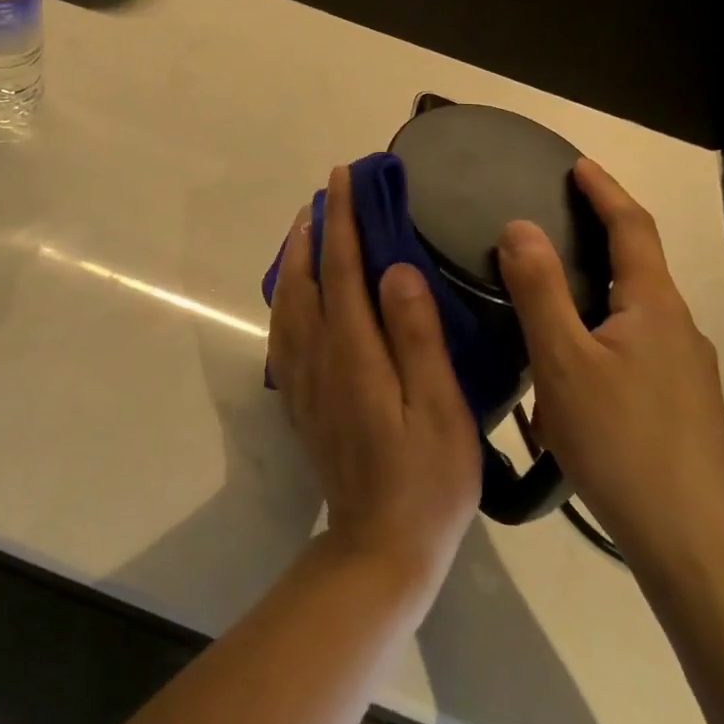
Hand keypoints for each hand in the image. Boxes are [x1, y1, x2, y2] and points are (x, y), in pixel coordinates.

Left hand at [268, 166, 481, 600]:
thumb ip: (415, 336)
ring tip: (308, 230)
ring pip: (289, 302)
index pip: (343, 268)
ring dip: (297, 259)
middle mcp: (320, 357)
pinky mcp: (303, 399)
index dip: (343, 219)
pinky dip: (286, 297)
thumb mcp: (439, 409)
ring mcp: (305, 380)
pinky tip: (296, 294)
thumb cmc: (427, 480)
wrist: (380, 545)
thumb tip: (394, 269)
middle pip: (308, 278)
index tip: (344, 178)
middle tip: (327, 194)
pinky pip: (284, 332)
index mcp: (355, 352)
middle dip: (315, 229)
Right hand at [497, 157, 723, 568]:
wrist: (691, 539)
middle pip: (633, 270)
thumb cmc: (621, 440)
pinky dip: (594, 347)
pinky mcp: (680, 406)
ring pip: (627, 319)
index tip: (576, 165)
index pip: (631, 227)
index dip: (603, 191)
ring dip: (586, 307)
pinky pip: (630, 356)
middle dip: (591, 246)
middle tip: (541, 238)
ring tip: (537, 322)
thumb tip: (519, 226)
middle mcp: (677, 328)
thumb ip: (539, 290)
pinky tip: (565, 386)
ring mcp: (684, 371)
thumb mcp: (563, 360)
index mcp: (653, 306)